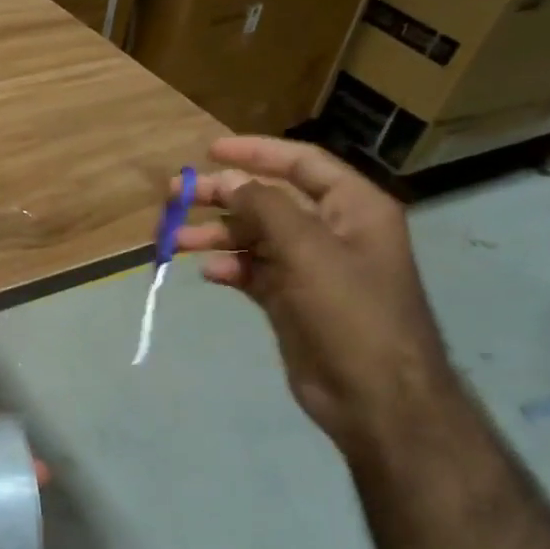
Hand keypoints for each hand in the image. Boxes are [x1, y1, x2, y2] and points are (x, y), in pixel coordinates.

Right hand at [173, 135, 457, 456]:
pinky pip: (252, 271)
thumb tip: (231, 181)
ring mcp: (310, 267)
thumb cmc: (350, 313)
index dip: (255, 153)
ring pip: (254, 237)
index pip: (301, 163)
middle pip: (269, 200)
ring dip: (215, 235)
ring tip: (174, 239)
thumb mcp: (308, 250)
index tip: (210, 151)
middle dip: (223, 196)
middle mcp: (332, 231)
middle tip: (176, 196)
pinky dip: (229, 268)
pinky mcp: (291, 299)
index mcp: (353, 208)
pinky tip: (208, 272)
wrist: (375, 397)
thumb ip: (266, 208)